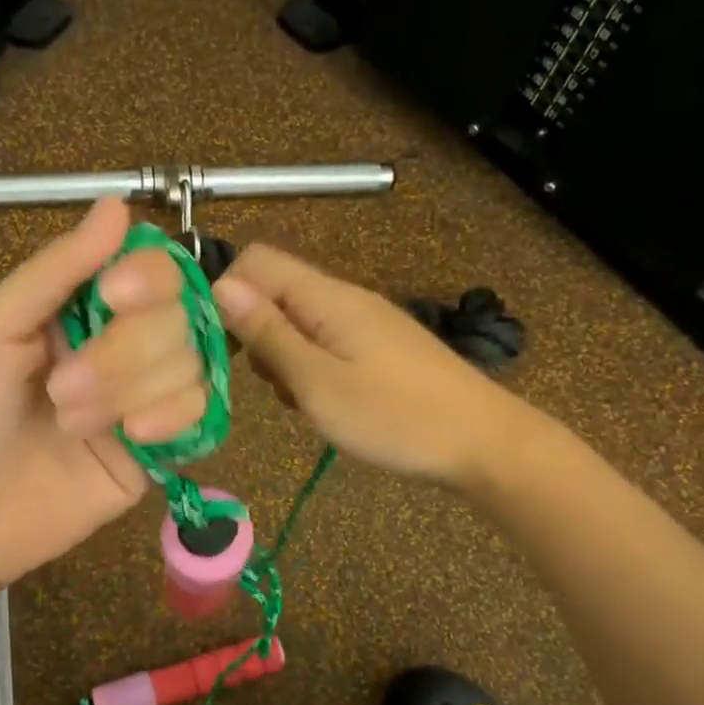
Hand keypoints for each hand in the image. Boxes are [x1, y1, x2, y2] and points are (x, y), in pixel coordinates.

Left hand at [0, 199, 205, 585]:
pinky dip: (172, 417)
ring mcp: (148, 393)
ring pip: (190, 363)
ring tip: (72, 424)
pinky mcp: (164, 443)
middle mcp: (125, 341)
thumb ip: (56, 270)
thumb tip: (117, 205)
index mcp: (84, 305)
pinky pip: (201, 412)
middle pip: (177, 317)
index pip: (151, 268)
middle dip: (122, 354)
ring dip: (130, 392)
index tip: (114, 297)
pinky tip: (135, 438)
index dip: (147, 278)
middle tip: (61, 390)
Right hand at [213, 245, 528, 488]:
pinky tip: (328, 405)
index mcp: (326, 297)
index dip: (228, 295)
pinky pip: (326, 344)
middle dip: (256, 335)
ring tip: (304, 401)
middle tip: (273, 384)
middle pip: (275, 293)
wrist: (483, 442)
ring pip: (298, 324)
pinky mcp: (378, 348)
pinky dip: (312, 370)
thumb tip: (221, 286)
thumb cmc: (394, 416)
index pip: (256, 261)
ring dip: (284, 359)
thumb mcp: (317, 382)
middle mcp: (343, 299)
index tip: (224, 347)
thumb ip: (268, 333)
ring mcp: (364, 323)